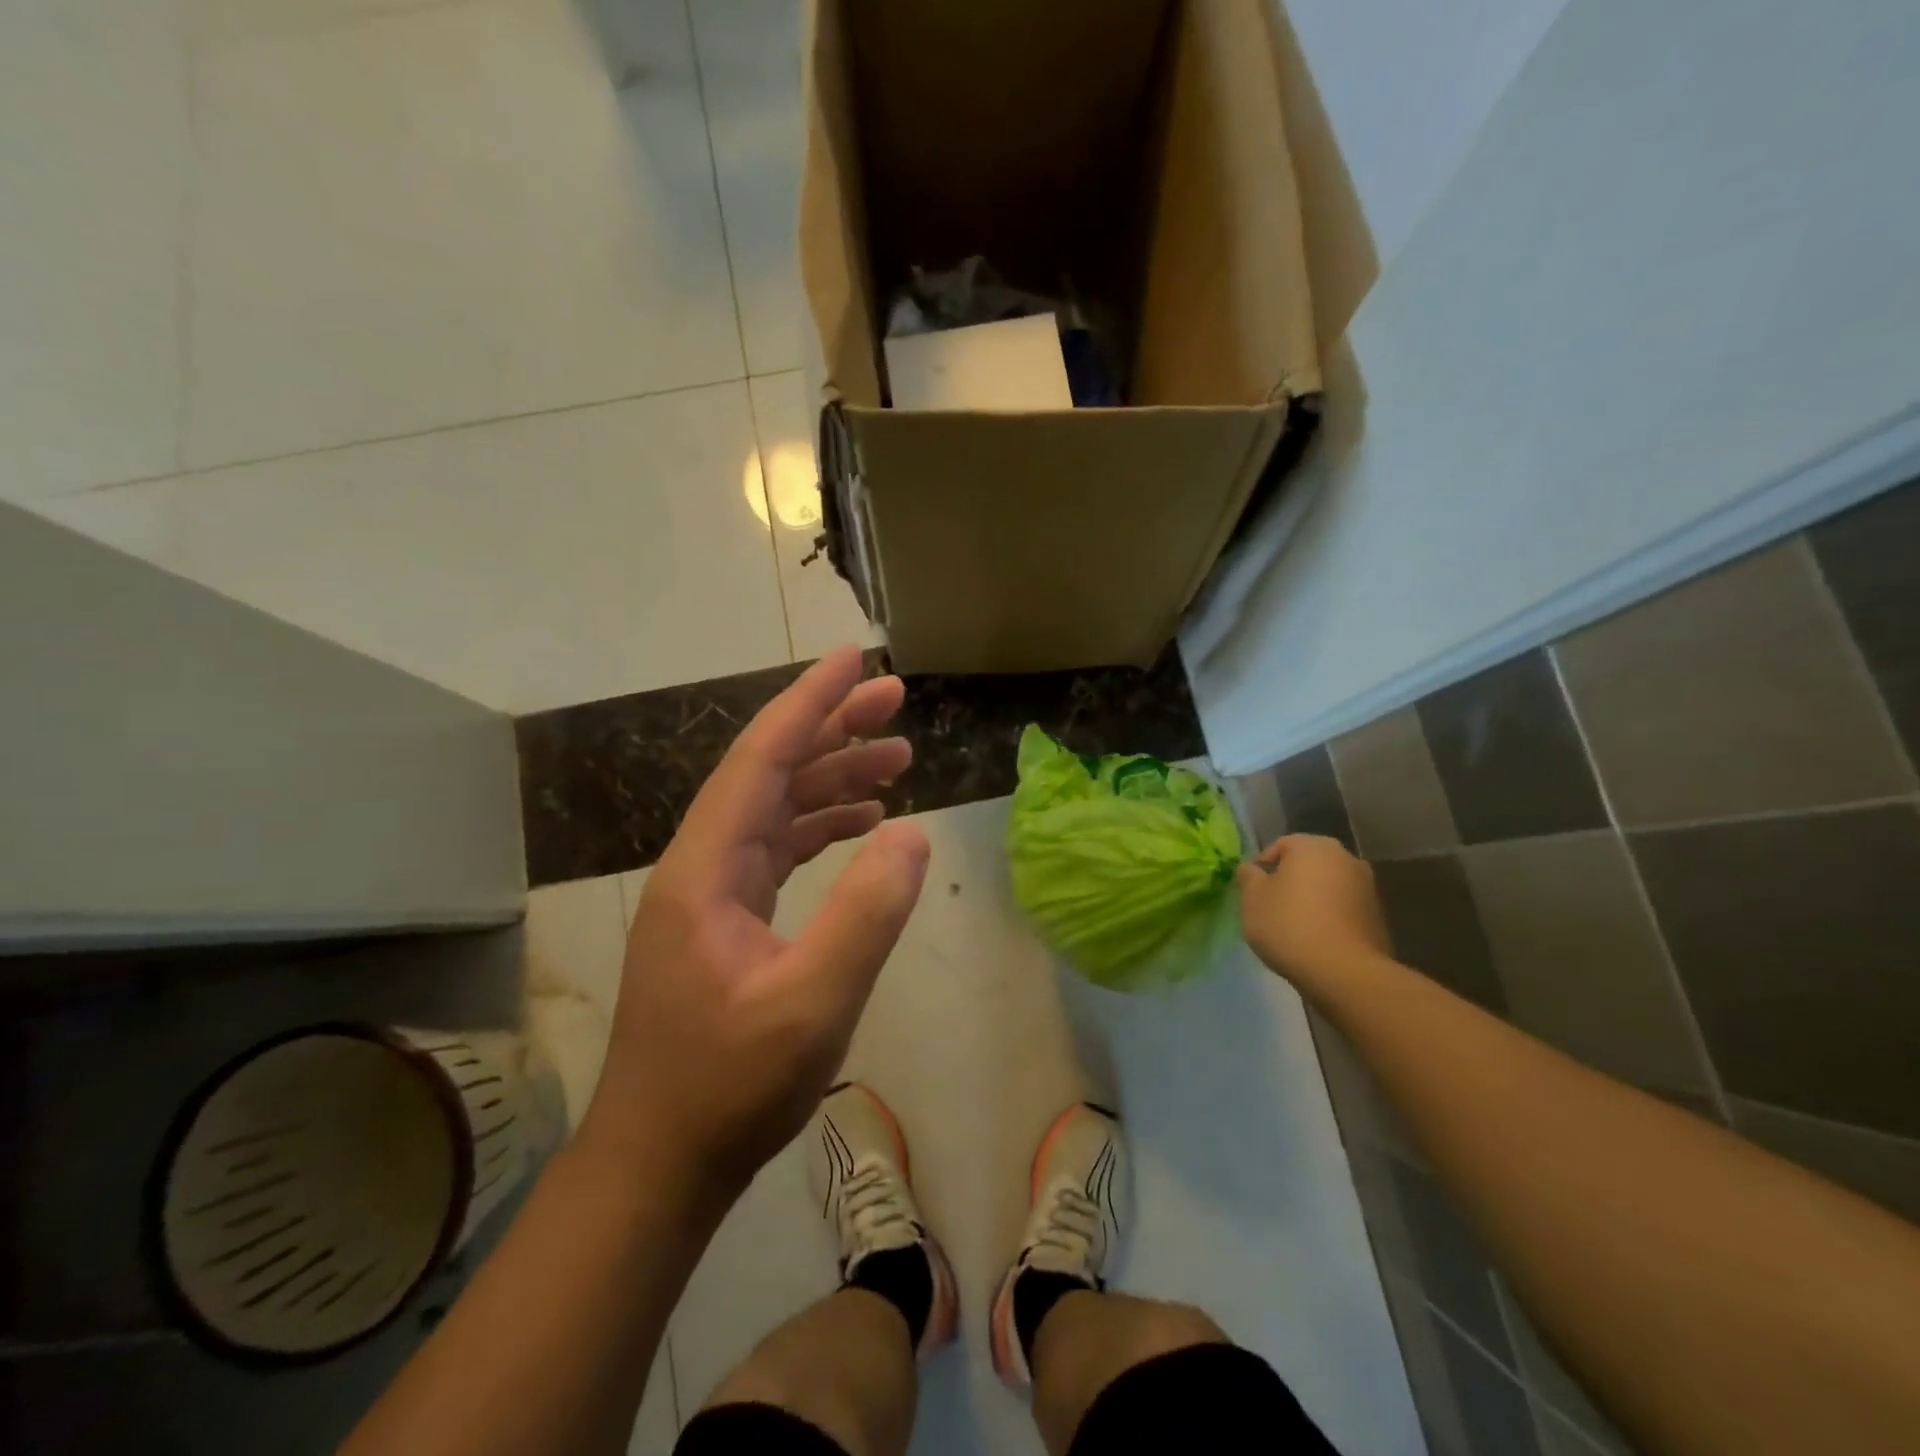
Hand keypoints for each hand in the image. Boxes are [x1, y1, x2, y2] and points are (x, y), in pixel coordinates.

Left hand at [581, 647, 930, 1206]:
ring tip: (897, 759)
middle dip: (832, 728)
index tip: (856, 660)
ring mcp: (712, 892)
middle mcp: (702, 865)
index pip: (760, 758)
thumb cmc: (730, 1086)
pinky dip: (822, 825)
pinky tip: (864, 824)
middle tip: (895, 701)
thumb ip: (866, 915)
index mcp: (706, 869)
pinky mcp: (727, 919)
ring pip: (776, 807)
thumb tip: (911, 835)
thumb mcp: (813, 1003)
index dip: (810, 702)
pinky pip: (779, 847)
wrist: (660, 1161)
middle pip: (769, 771)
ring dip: (833, 776)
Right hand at [1236, 835, 1390, 984]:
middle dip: (1289, 880)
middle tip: (1270, 905)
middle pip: (1307, 864)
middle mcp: (1345, 857)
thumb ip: (1248, 877)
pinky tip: (1315, 938)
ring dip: (1311, 898)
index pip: (1280, 845)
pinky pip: (1343, 908)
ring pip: (1327, 886)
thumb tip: (1252, 869)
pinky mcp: (1377, 916)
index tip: (1250, 890)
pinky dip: (1329, 916)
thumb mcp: (1252, 898)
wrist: (1344, 971)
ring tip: (1293, 925)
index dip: (1261, 866)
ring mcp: (1367, 887)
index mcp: (1313, 846)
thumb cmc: (1289, 925)